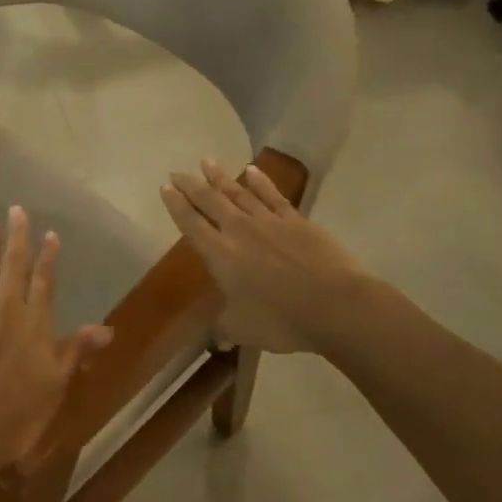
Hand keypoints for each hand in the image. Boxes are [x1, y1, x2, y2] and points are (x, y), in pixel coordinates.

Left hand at [0, 207, 112, 472]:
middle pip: (13, 267)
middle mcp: (5, 311)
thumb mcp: (56, 385)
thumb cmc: (18, 416)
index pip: (44, 281)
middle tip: (16, 210)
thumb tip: (107, 329)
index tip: (50, 233)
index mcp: (34, 324)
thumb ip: (76, 350)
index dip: (47, 256)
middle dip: (17, 237)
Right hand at [159, 159, 370, 354]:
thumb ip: (225, 328)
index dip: (176, 206)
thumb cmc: (281, 320)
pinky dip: (260, 181)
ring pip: (238, 193)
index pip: (191, 224)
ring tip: (207, 162)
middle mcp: (239, 231)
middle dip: (192, 186)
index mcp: (220, 255)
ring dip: (220, 177)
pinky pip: (273, 196)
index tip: (165, 188)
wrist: (335, 306)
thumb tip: (218, 339)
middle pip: (210, 202)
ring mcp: (269, 222)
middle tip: (177, 173)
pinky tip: (251, 170)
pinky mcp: (296, 221)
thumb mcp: (243, 329)